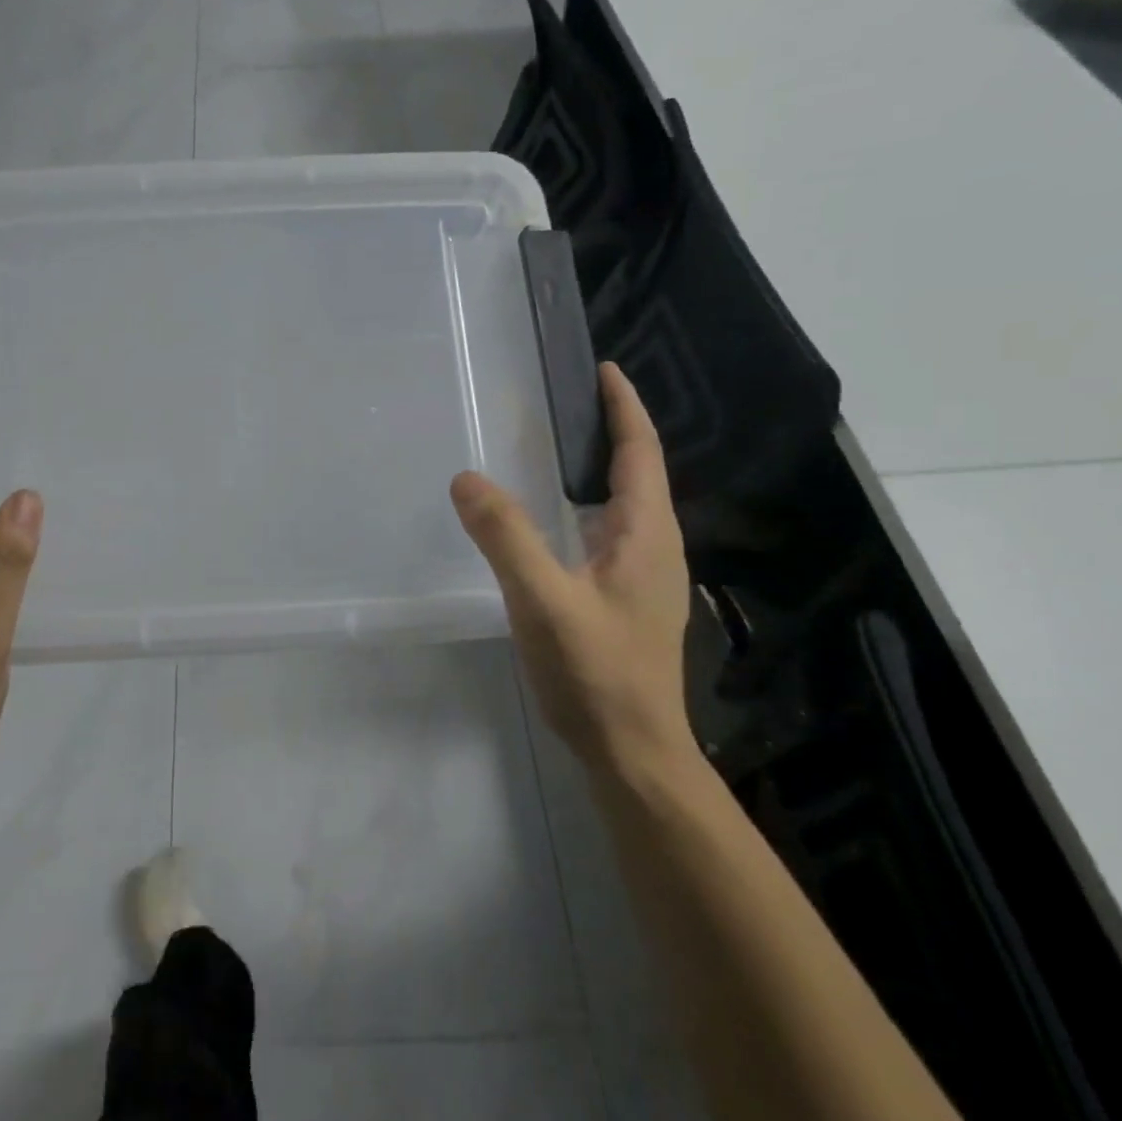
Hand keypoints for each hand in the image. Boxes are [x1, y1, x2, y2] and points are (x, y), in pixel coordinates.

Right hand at [451, 363, 693, 768]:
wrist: (633, 751)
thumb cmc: (595, 672)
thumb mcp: (542, 599)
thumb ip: (506, 536)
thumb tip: (467, 478)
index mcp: (646, 535)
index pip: (641, 453)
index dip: (624, 407)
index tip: (604, 369)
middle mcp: (655, 547)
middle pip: (638, 472)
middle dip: (611, 430)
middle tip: (566, 401)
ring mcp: (645, 577)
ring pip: (625, 505)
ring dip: (601, 468)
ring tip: (559, 447)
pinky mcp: (628, 600)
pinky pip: (611, 532)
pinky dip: (588, 505)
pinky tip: (557, 519)